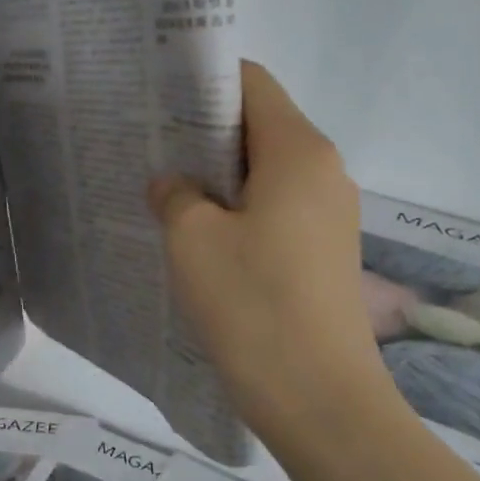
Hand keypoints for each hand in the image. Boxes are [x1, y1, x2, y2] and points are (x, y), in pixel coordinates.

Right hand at [148, 62, 387, 443]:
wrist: (319, 400)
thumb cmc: (252, 304)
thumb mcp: (192, 239)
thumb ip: (175, 194)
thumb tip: (174, 185)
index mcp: (298, 150)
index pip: (252, 82)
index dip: (203, 80)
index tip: (156, 97)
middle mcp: (324, 170)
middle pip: (260, 124)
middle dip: (203, 129)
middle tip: (149, 144)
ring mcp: (331, 214)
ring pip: (267, 170)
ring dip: (219, 174)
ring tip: (167, 189)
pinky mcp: (325, 251)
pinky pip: (277, 208)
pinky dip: (239, 208)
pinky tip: (199, 234)